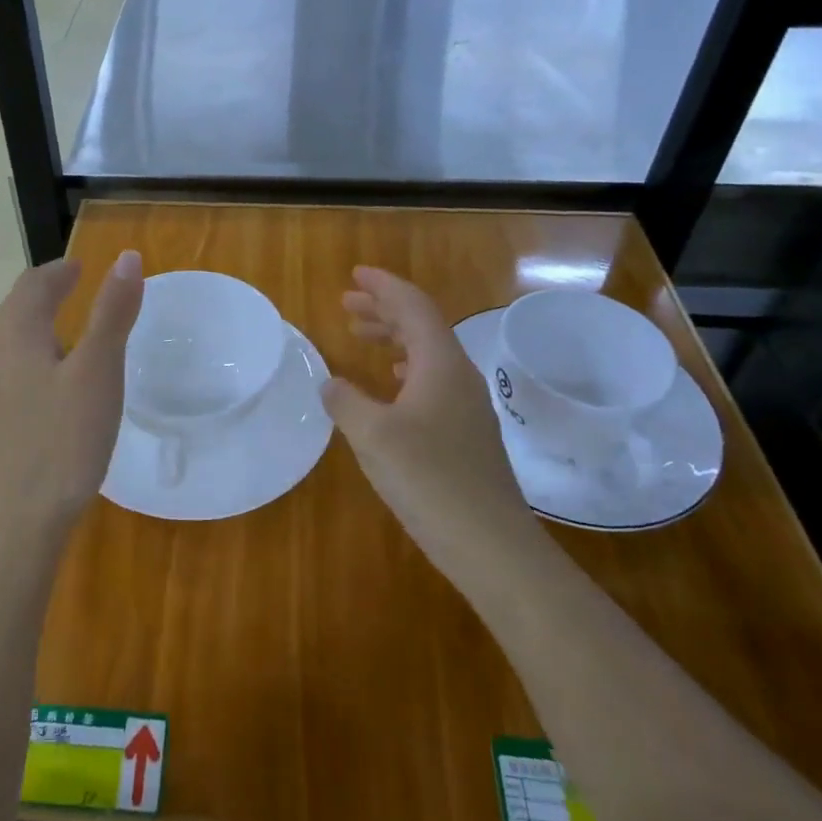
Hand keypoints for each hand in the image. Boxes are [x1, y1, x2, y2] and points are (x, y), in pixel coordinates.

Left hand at [0, 251, 144, 539]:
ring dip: (38, 321)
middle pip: (15, 309)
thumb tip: (126, 257)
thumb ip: (112, 313)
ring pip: (11, 340)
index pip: (32, 285)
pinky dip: (35, 352)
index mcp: (16, 336)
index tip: (81, 266)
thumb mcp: (98, 371)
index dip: (58, 270)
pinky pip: (13, 368)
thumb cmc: (62, 440)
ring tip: (69, 326)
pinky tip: (55, 380)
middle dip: (44, 291)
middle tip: (75, 285)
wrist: (17, 523)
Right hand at [320, 267, 530, 564]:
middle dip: (384, 310)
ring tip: (361, 337)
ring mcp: (467, 406)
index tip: (355, 275)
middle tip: (347, 305)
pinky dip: (406, 370)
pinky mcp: (467, 434)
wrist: (490, 545)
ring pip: (427, 355)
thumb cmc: (429, 480)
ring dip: (393, 339)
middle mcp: (459, 376)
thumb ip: (345, 402)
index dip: (383, 287)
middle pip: (422, 326)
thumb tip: (330, 383)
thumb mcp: (372, 436)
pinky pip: (433, 381)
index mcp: (441, 364)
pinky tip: (393, 385)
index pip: (413, 307)